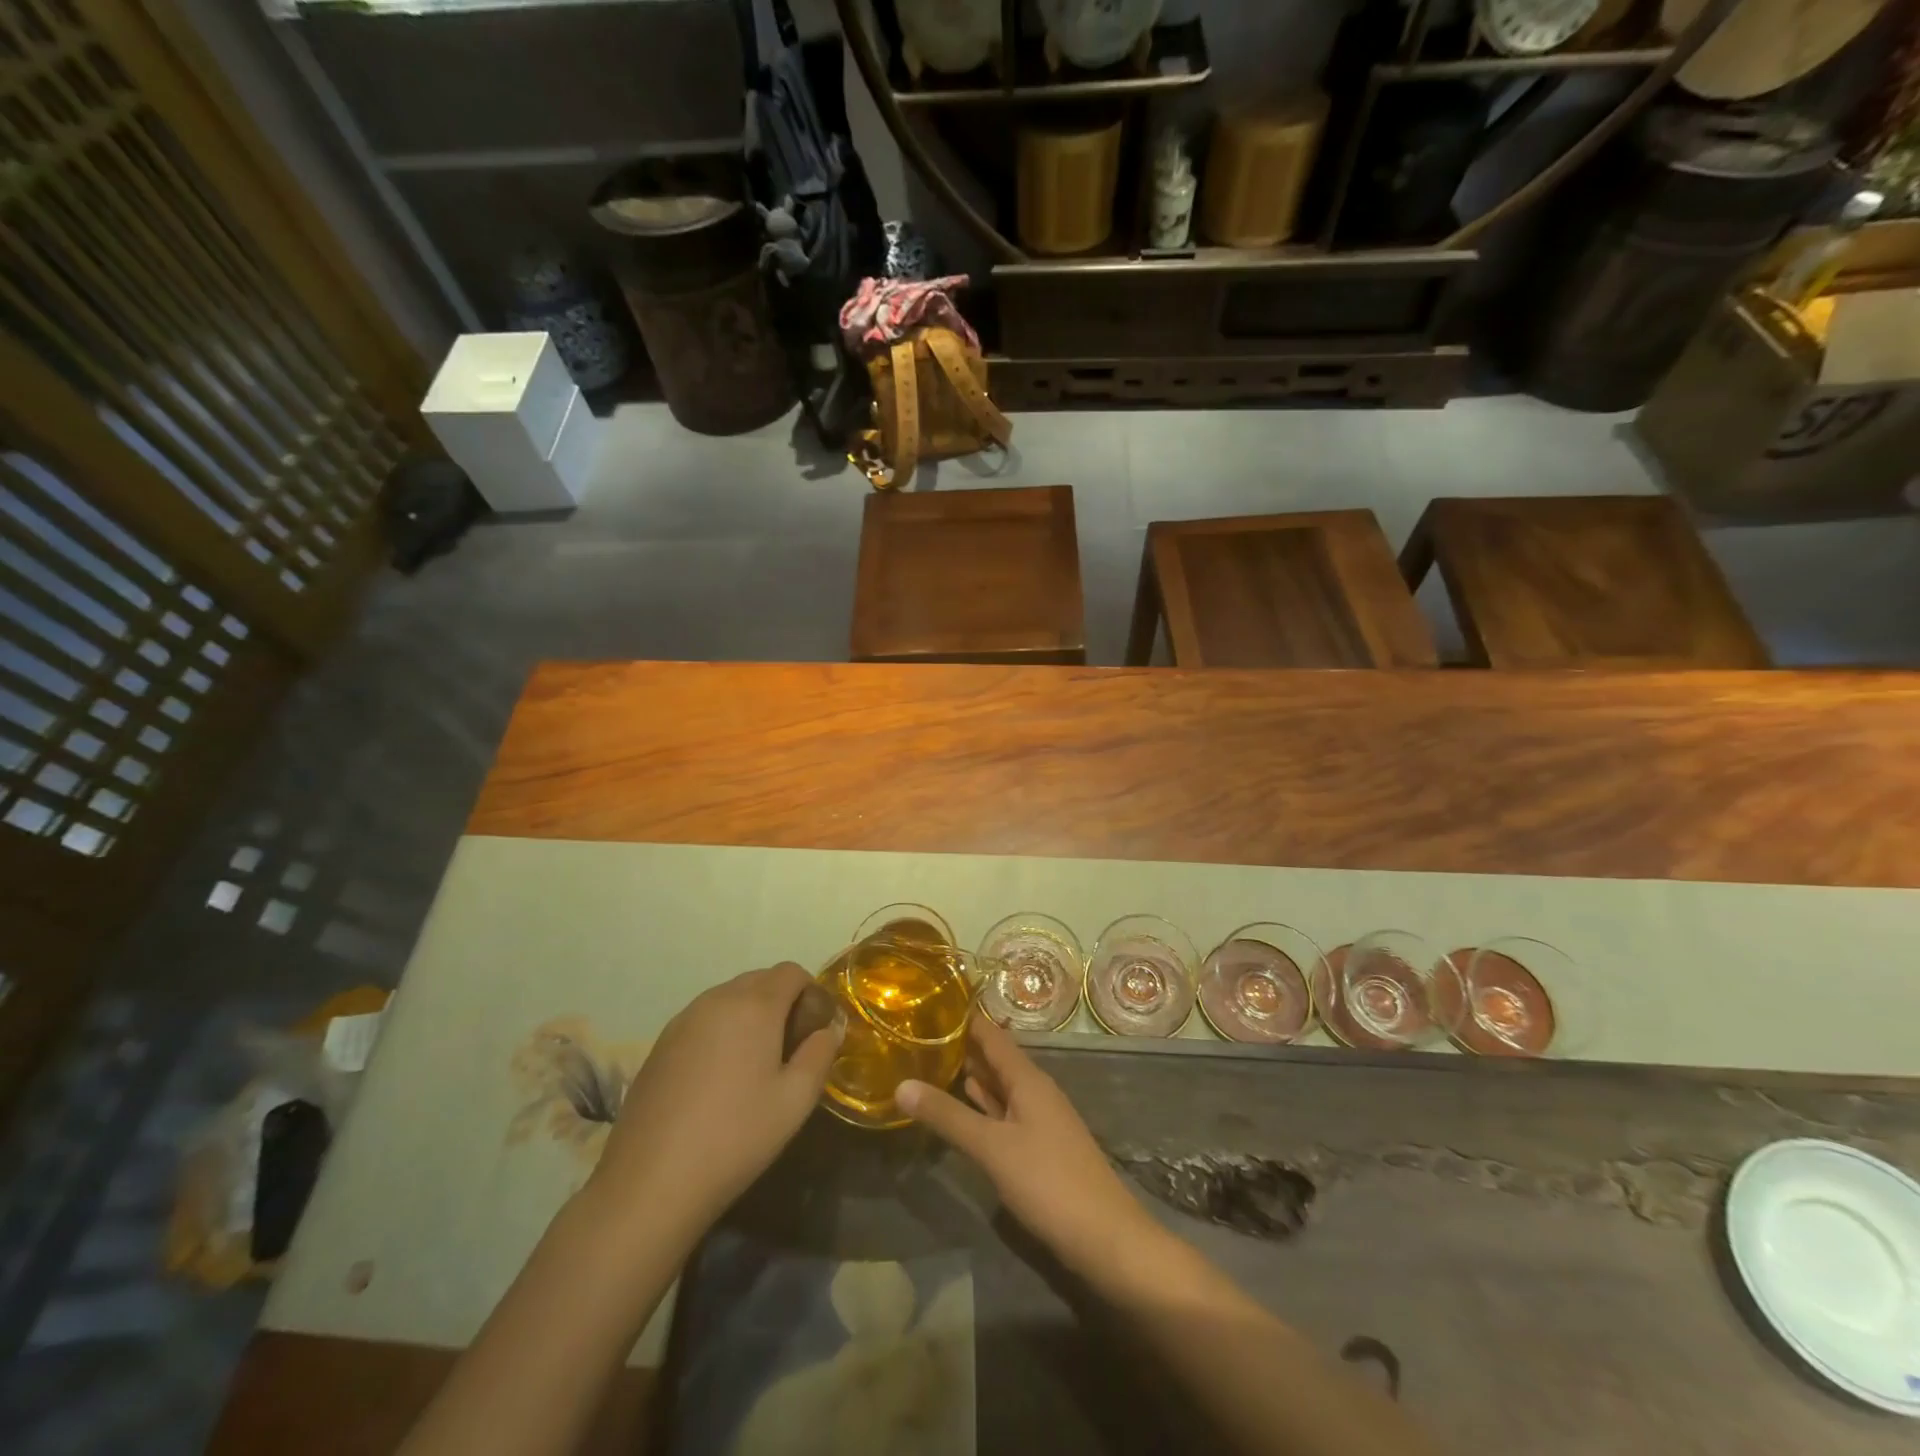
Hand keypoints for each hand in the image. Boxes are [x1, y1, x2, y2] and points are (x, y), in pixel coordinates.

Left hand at [586, 964, 842, 1240]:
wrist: (650, 1182)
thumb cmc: (735, 1137)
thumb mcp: (795, 1100)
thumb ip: (820, 1054)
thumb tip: (829, 1028)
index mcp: (755, 1005)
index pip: (791, 972)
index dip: (810, 993)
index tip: (813, 1031)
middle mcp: (717, 999)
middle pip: (759, 980)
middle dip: (781, 1002)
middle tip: (788, 1049)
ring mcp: (683, 1019)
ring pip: (728, 997)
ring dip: (749, 1015)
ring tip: (752, 1065)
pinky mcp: (660, 1043)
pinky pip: (703, 1019)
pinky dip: (720, 1031)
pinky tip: (717, 1079)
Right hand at [896, 1016, 1155, 1269]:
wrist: (1105, 1238)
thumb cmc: (1048, 1181)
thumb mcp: (992, 1147)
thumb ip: (948, 1116)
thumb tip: (901, 1085)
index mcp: (1028, 1079)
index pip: (992, 1035)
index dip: (965, 1019)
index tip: (930, 1004)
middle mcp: (1035, 1091)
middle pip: (996, 1058)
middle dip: (963, 1046)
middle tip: (921, 1034)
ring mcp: (1039, 1120)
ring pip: (1000, 1086)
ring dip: (972, 1074)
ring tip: (933, 1061)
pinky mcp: (1039, 1148)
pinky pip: (1004, 1113)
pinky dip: (982, 1105)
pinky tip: (965, 1104)